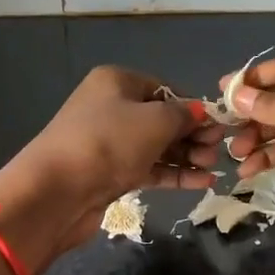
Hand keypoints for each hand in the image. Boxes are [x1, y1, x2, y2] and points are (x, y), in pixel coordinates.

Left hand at [0, 66, 219, 272]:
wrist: (55, 191)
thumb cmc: (108, 142)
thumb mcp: (155, 120)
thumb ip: (184, 115)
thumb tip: (202, 113)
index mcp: (117, 82)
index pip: (165, 89)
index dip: (193, 107)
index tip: (218, 126)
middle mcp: (111, 107)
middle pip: (162, 118)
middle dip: (192, 135)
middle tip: (218, 151)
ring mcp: (109, 143)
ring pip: (157, 146)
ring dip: (186, 156)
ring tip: (213, 169)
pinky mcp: (109, 174)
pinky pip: (149, 169)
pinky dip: (173, 174)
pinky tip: (202, 183)